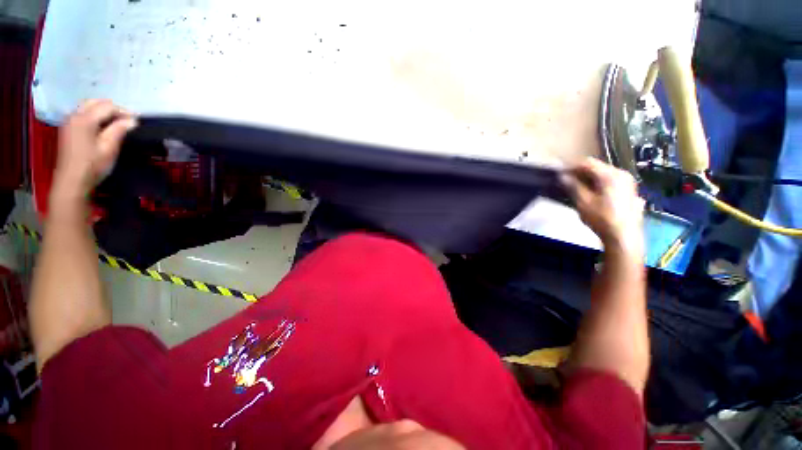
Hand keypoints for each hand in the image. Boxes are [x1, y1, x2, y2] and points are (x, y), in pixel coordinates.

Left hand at [52, 99, 136, 202]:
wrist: (72, 181)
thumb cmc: (92, 165)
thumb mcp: (109, 148)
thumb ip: (119, 130)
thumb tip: (132, 120)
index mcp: (85, 119)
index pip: (107, 107)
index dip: (123, 111)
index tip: (137, 120)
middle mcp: (75, 115)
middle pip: (95, 102)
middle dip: (112, 108)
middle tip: (127, 119)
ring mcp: (69, 122)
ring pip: (88, 107)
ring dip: (103, 111)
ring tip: (117, 122)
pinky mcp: (68, 129)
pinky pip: (83, 114)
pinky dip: (95, 115)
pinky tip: (103, 125)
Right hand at [562, 158, 643, 251]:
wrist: (623, 236)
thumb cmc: (602, 218)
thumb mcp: (583, 202)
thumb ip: (572, 186)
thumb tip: (563, 176)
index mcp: (610, 175)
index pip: (587, 163)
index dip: (571, 166)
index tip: (559, 173)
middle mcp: (621, 174)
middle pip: (597, 167)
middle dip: (580, 172)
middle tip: (566, 180)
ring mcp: (627, 182)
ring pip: (604, 174)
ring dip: (589, 178)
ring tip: (576, 187)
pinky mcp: (629, 191)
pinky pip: (610, 181)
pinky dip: (598, 183)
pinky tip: (591, 192)